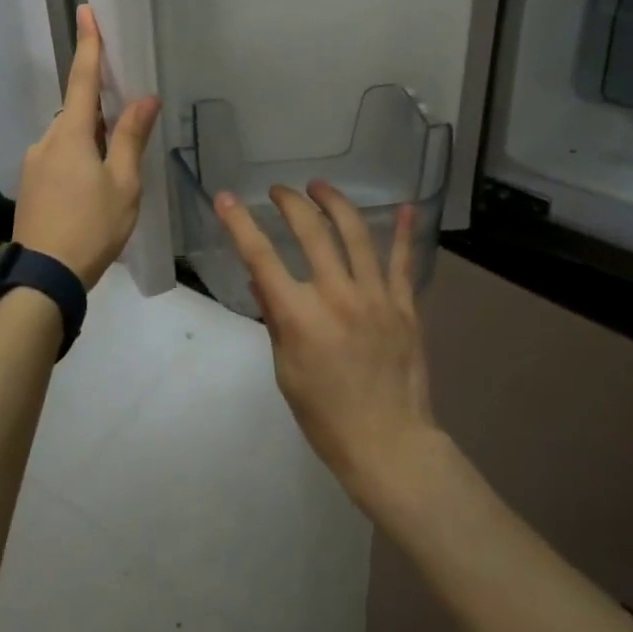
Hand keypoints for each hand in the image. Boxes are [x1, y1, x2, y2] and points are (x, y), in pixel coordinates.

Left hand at [14, 5, 160, 289]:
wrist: (43, 278)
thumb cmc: (91, 227)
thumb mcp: (123, 183)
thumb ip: (131, 137)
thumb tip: (144, 98)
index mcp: (70, 134)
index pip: (81, 78)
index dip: (88, 45)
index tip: (86, 12)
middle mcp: (46, 141)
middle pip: (78, 112)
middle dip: (101, 113)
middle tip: (126, 132)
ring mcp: (34, 164)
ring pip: (69, 139)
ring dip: (92, 143)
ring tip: (114, 177)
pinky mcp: (31, 185)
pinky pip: (59, 158)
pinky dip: (80, 160)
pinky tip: (93, 192)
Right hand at [214, 181, 441, 512]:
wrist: (389, 444)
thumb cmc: (326, 416)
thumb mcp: (286, 371)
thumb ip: (276, 319)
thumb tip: (262, 281)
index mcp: (300, 317)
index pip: (261, 258)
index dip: (240, 224)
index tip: (226, 197)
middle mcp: (337, 296)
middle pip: (312, 232)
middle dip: (291, 203)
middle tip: (279, 191)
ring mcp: (375, 297)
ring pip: (357, 235)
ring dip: (335, 203)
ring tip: (320, 187)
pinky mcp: (404, 306)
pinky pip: (404, 262)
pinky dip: (405, 233)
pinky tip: (406, 207)